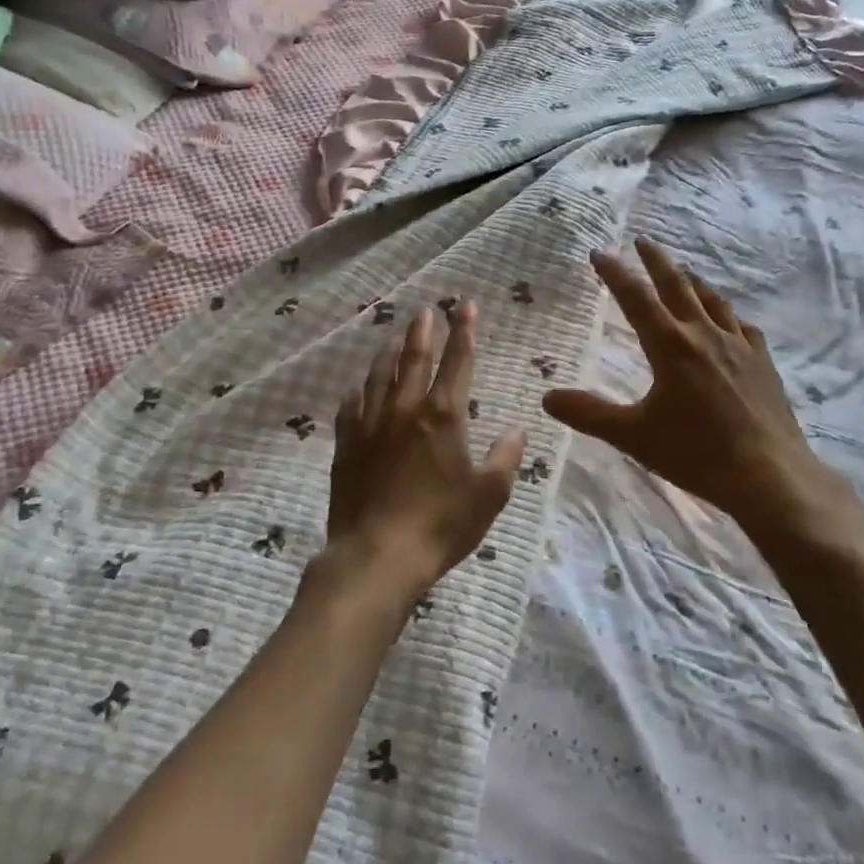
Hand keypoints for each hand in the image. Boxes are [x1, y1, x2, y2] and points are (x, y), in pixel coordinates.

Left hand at [327, 304, 526, 599]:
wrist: (376, 557)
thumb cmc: (441, 525)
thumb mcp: (489, 495)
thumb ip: (505, 458)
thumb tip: (515, 430)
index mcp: (443, 416)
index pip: (458, 362)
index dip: (464, 332)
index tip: (466, 306)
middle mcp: (406, 410)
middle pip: (415, 359)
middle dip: (424, 332)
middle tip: (426, 311)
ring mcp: (371, 426)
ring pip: (379, 376)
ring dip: (390, 352)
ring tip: (395, 336)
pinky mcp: (347, 447)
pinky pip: (350, 408)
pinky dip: (357, 391)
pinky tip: (357, 387)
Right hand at [542, 239, 857, 543]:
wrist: (769, 474)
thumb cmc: (696, 453)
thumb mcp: (634, 436)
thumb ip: (589, 414)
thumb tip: (548, 397)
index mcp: (670, 345)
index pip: (636, 298)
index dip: (615, 273)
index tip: (600, 252)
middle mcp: (704, 334)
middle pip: (677, 285)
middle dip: (657, 261)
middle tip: (643, 241)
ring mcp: (739, 345)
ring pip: (713, 300)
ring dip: (692, 282)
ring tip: (683, 272)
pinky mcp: (763, 362)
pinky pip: (743, 326)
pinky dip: (728, 315)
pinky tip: (729, 322)